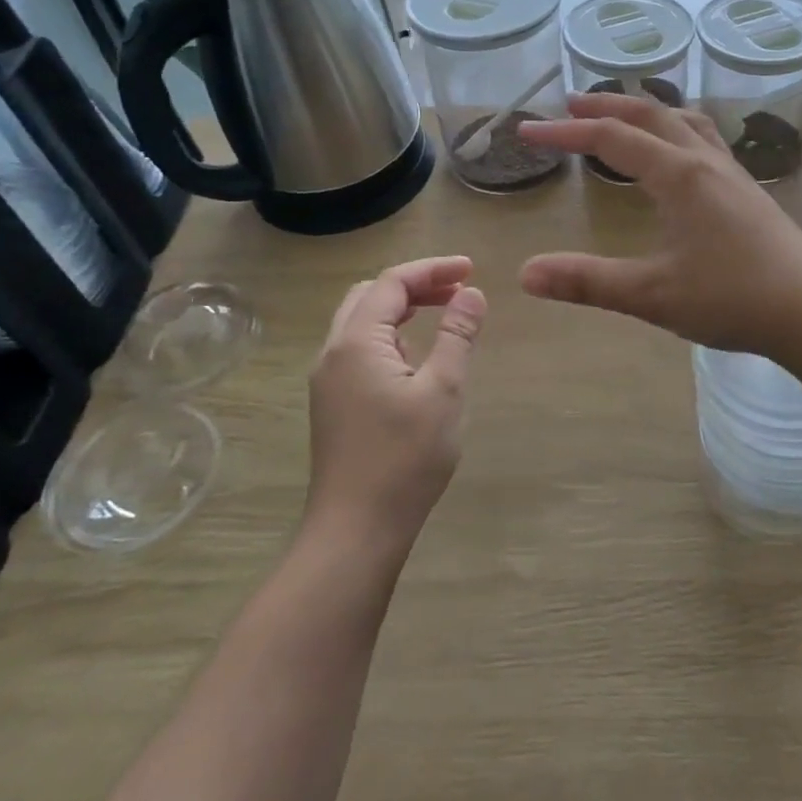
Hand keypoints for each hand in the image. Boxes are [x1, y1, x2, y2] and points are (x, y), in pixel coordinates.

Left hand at [306, 257, 485, 553]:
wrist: (355, 531)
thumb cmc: (404, 459)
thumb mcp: (443, 390)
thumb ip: (457, 335)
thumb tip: (472, 294)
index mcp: (355, 342)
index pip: (391, 282)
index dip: (433, 269)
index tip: (471, 270)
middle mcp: (333, 353)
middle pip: (370, 295)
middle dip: (415, 284)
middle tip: (457, 290)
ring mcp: (329, 380)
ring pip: (361, 323)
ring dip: (401, 309)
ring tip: (443, 314)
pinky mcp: (333, 404)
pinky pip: (360, 350)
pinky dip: (390, 336)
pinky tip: (417, 358)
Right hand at [516, 94, 801, 358]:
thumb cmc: (733, 298)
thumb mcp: (653, 295)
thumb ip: (588, 282)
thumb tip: (526, 274)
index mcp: (678, 175)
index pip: (611, 138)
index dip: (565, 133)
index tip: (527, 132)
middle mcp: (704, 161)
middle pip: (649, 114)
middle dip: (606, 106)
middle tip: (570, 105)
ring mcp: (731, 172)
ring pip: (683, 121)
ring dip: (646, 111)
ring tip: (623, 116)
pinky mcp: (747, 190)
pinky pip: (704, 139)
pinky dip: (675, 129)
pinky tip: (678, 155)